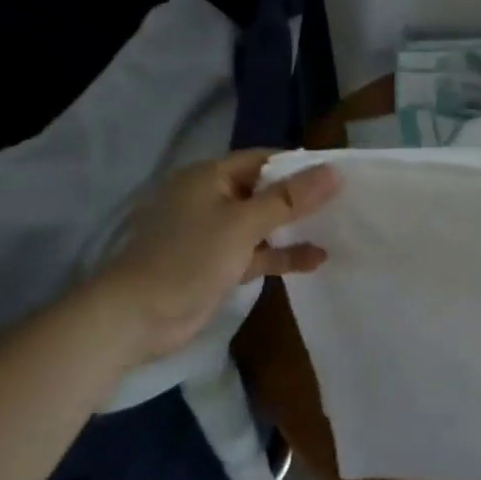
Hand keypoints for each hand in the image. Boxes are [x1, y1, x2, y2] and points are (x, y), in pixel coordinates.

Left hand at [86, 150, 340, 367]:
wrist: (135, 319)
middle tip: (345, 200)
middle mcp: (213, 198)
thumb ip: (289, 199)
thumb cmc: (188, 258)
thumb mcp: (242, 224)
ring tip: (338, 227)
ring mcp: (215, 233)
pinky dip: (283, 254)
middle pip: (266, 190)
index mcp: (211, 177)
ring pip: (264, 223)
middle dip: (302, 197)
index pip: (264, 160)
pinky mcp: (219, 263)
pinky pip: (258, 251)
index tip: (338, 174)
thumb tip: (334, 172)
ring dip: (295, 227)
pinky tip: (317, 259)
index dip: (300, 165)